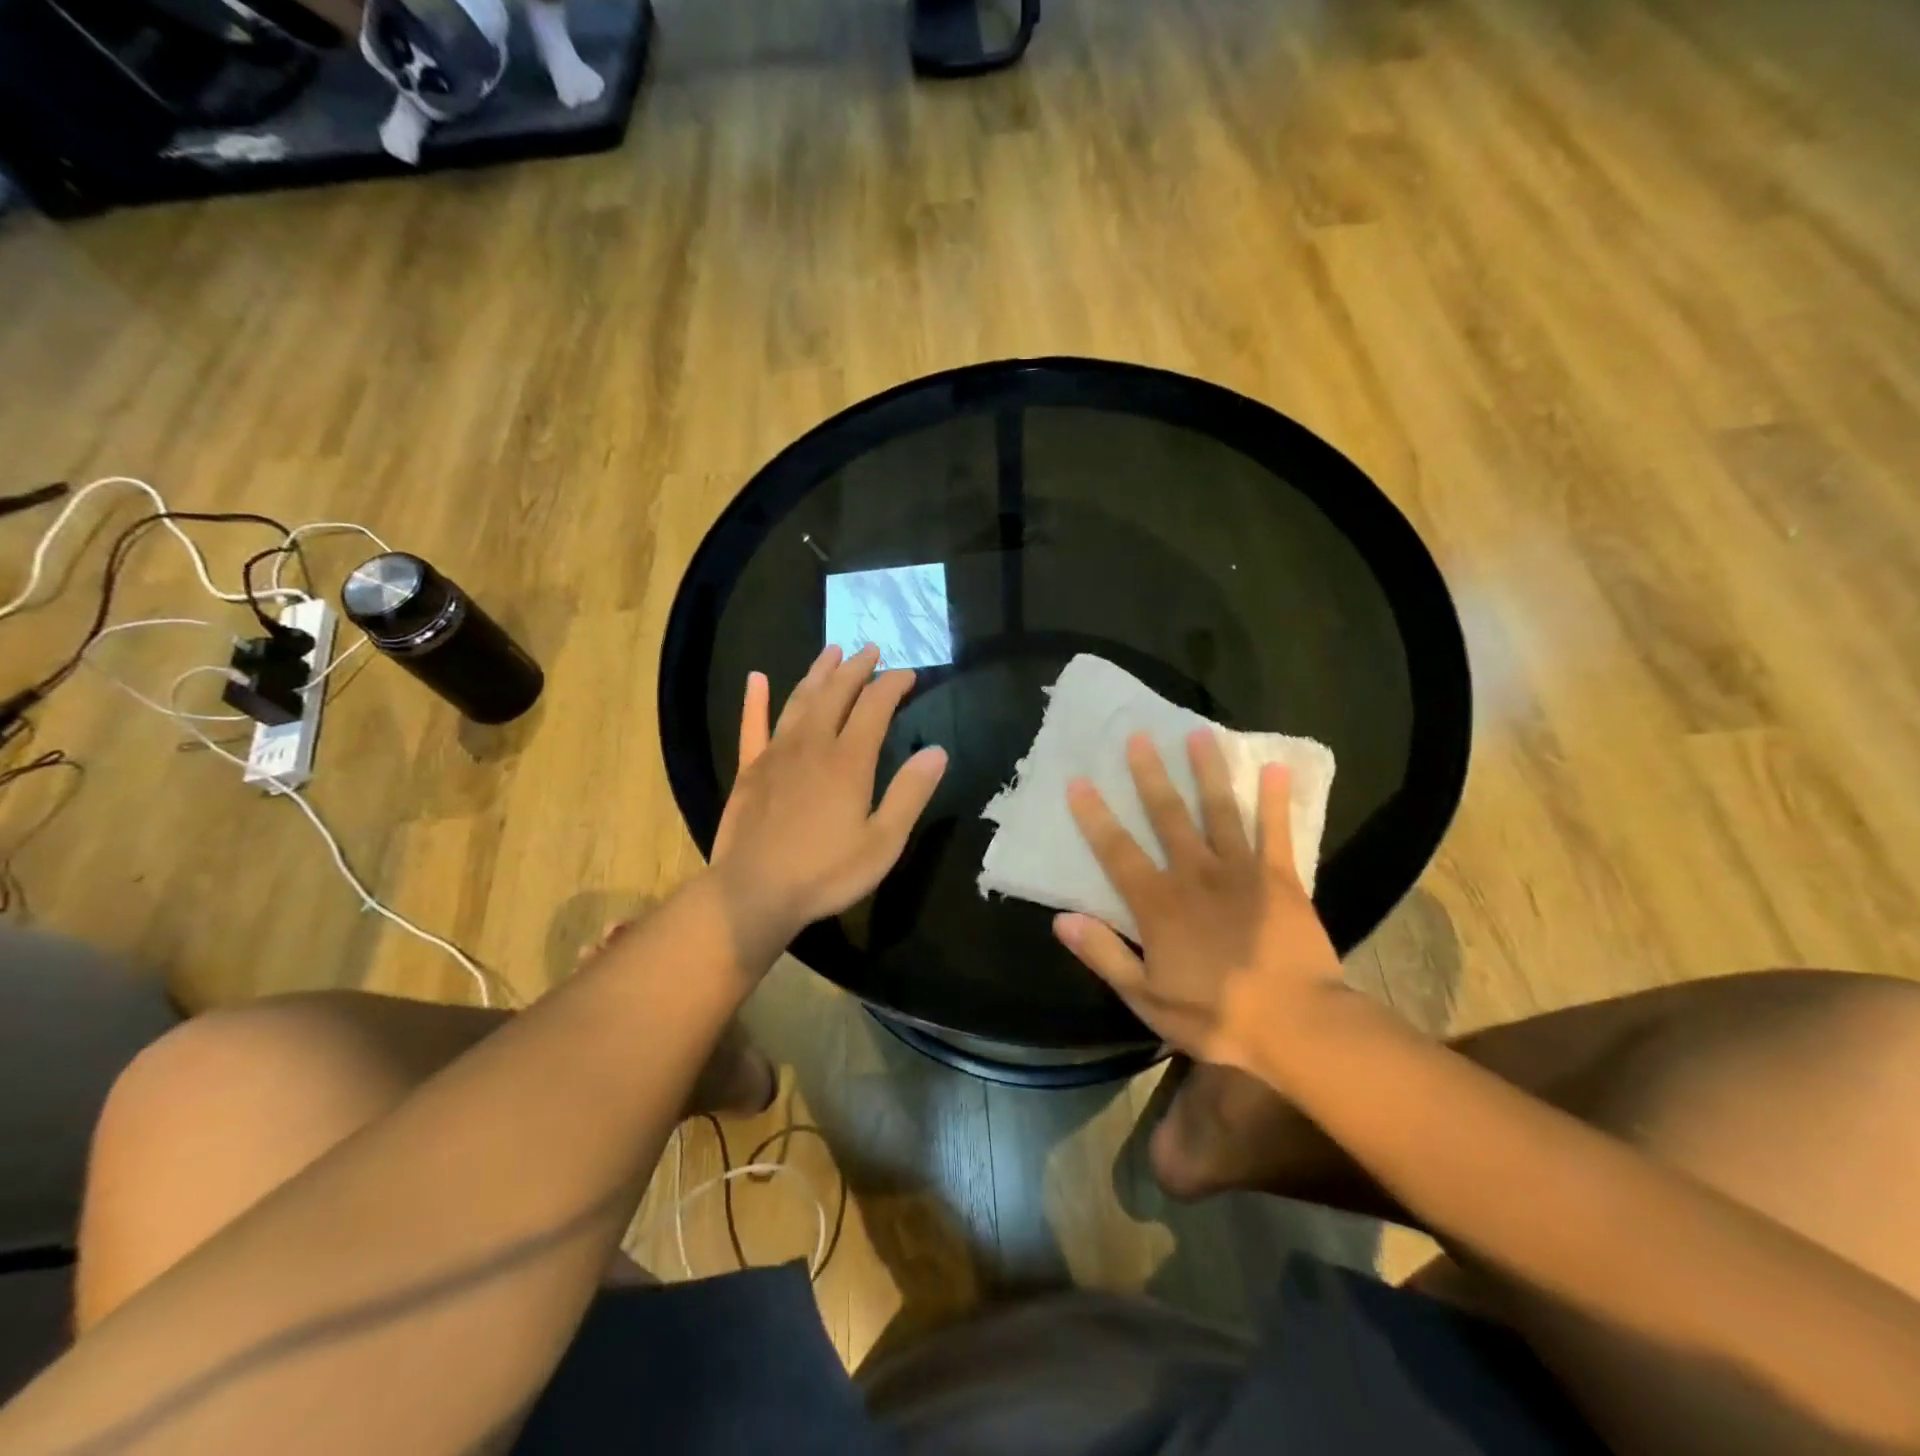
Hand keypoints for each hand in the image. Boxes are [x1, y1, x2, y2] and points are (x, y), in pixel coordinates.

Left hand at [709, 644, 947, 954]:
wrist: (754, 892)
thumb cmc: (826, 872)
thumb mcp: (883, 841)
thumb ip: (910, 793)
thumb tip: (937, 751)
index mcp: (849, 759)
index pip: (875, 706)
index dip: (893, 684)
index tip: (908, 673)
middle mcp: (812, 744)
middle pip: (836, 692)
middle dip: (857, 668)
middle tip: (871, 649)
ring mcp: (776, 753)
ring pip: (799, 699)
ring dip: (818, 672)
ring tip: (832, 651)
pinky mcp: (749, 769)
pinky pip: (752, 725)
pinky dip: (755, 700)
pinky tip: (756, 678)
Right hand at [1052, 729, 1343, 1076]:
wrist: (1297, 1027)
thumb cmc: (1216, 1015)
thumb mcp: (1147, 998)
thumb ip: (1104, 955)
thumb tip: (1061, 919)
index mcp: (1159, 904)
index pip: (1118, 852)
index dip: (1095, 817)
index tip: (1079, 781)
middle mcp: (1195, 875)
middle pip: (1167, 817)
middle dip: (1150, 775)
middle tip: (1139, 736)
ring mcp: (1241, 872)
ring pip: (1219, 811)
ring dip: (1207, 771)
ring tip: (1198, 733)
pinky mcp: (1281, 879)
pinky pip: (1276, 832)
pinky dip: (1274, 801)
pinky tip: (1274, 768)